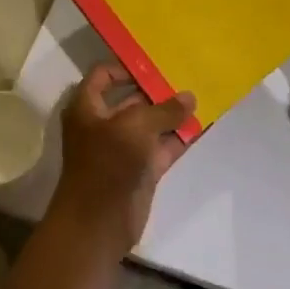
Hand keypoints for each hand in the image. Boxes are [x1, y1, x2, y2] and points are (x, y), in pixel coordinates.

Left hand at [46, 63, 193, 257]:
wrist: (98, 224)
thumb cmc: (107, 163)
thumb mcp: (136, 127)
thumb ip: (164, 110)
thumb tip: (190, 97)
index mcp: (88, 107)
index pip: (103, 75)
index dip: (126, 67)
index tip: (155, 64)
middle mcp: (103, 124)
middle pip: (131, 99)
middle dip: (157, 90)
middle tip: (187, 76)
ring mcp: (123, 148)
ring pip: (150, 124)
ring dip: (172, 114)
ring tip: (200, 97)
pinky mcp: (140, 169)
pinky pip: (162, 146)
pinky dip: (179, 138)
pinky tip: (201, 126)